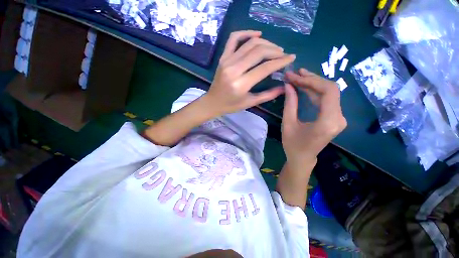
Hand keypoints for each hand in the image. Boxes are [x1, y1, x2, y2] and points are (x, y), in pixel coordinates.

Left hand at [203, 30, 295, 115]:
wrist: (212, 102)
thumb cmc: (231, 105)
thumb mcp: (250, 103)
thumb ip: (268, 95)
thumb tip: (284, 87)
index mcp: (241, 84)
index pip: (265, 68)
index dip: (280, 61)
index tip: (291, 58)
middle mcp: (234, 70)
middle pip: (259, 52)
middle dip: (275, 51)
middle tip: (283, 54)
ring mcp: (227, 61)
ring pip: (250, 44)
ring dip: (265, 43)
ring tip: (274, 48)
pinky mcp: (223, 57)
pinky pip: (234, 38)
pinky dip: (247, 33)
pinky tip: (257, 35)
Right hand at [282, 68, 346, 166]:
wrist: (303, 158)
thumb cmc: (293, 144)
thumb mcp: (288, 124)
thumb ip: (290, 103)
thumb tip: (288, 84)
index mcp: (328, 121)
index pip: (328, 91)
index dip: (311, 80)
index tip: (294, 76)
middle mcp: (339, 118)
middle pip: (330, 89)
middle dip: (311, 79)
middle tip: (294, 74)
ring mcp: (338, 118)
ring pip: (329, 93)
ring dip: (312, 84)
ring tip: (297, 77)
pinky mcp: (334, 117)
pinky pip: (326, 100)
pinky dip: (314, 92)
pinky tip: (303, 87)